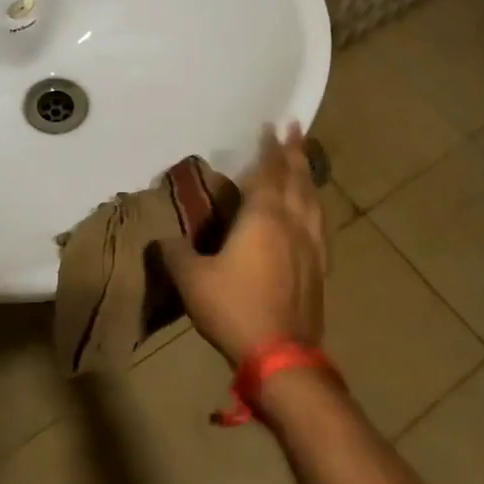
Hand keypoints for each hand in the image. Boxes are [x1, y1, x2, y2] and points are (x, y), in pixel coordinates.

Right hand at [161, 125, 325, 366]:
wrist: (282, 357)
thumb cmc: (234, 308)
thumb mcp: (191, 279)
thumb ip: (175, 253)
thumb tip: (162, 237)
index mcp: (264, 218)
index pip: (268, 172)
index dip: (269, 148)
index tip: (272, 125)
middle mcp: (293, 224)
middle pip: (297, 179)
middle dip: (295, 152)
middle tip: (296, 129)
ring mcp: (312, 247)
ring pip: (314, 201)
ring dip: (308, 176)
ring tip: (305, 162)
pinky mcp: (319, 269)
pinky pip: (321, 225)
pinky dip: (316, 207)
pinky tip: (315, 213)